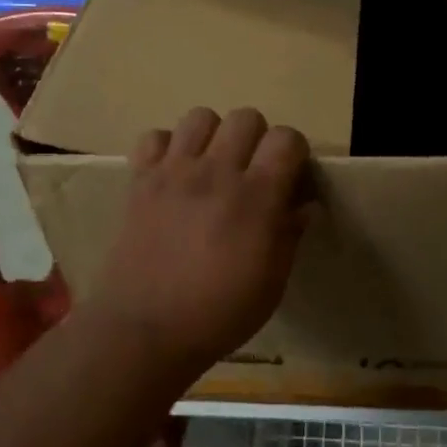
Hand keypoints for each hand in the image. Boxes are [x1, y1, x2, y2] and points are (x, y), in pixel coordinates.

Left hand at [87, 108, 311, 377]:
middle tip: (251, 173)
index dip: (294, 151)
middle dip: (257, 139)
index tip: (290, 175)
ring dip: (213, 135)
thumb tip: (306, 206)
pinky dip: (166, 148)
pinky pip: (153, 137)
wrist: (144, 330)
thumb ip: (290, 236)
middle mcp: (216, 172)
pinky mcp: (140, 181)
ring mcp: (174, 172)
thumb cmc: (219, 313)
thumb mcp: (271, 284)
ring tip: (211, 166)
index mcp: (256, 197)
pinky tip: (172, 174)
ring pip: (200, 116)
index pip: (286, 138)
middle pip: (246, 117)